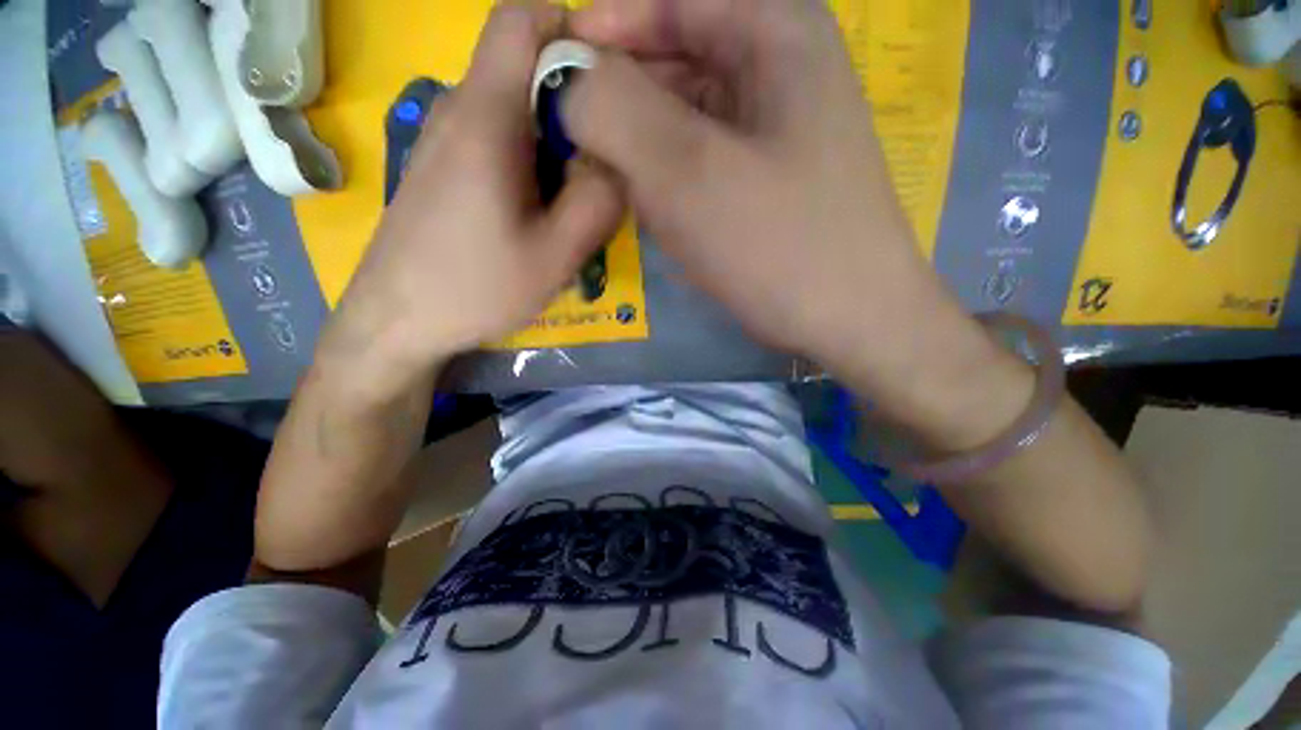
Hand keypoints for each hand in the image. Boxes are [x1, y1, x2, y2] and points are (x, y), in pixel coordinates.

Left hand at [324, 2, 623, 382]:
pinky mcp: (445, 166)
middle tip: (604, 169)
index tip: (610, 86)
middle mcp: (460, 109)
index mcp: (486, 116)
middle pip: (527, 69)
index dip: (573, 30)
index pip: (523, 18)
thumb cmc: (475, 289)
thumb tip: (616, 159)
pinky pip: (500, 139)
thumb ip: (597, 200)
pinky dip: (533, 161)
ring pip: (517, 109)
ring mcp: (448, 138)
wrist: (397, 321)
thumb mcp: (555, 255)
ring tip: (574, 201)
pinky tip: (540, 212)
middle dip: (577, 106)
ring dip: (557, 143)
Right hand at [566, 0, 1029, 450]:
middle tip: (569, 132)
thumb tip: (568, 85)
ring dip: (641, 138)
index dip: (606, 24)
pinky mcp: (767, 180)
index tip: (554, 66)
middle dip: (619, 91)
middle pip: (678, 56)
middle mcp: (782, 68)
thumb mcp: (684, 172)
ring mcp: (777, 130)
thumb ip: (614, 111)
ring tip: (600, 170)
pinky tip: (648, 200)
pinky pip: (704, 156)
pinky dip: (669, 171)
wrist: (850, 320)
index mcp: (776, 32)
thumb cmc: (775, 244)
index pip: (671, 0)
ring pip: (687, 112)